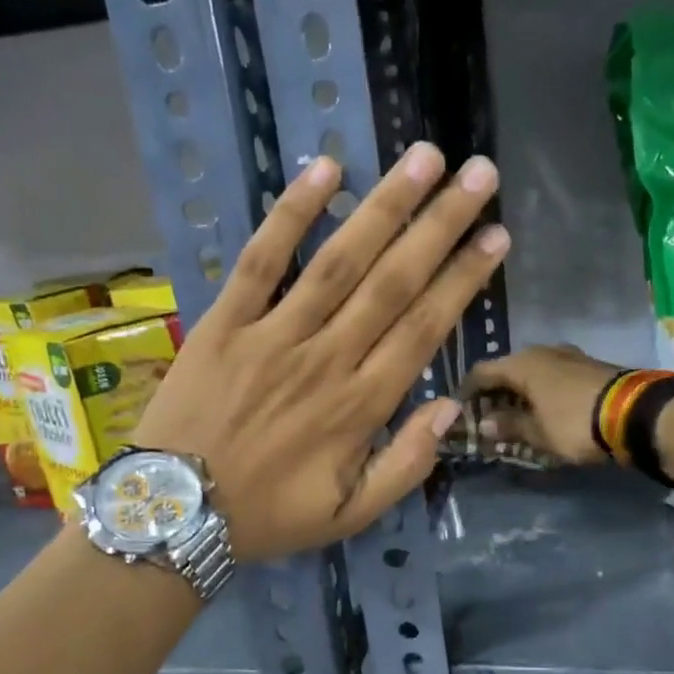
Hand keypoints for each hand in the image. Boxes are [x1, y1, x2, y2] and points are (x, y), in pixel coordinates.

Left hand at [134, 142, 506, 562]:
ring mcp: (273, 334)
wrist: (177, 513)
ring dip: (385, 207)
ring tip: (424, 158)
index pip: (425, 328)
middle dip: (441, 226)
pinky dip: (291, 214)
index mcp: (361, 406)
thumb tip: (450, 407)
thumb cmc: (270, 515)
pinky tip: (325, 170)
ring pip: (339, 261)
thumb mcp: (351, 515)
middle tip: (479, 174)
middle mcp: (327, 358)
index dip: (463, 279)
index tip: (496, 235)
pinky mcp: (225, 322)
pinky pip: (260, 260)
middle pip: (394, 282)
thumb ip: (407, 466)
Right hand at [464, 344, 625, 465]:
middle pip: (508, 369)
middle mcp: (542, 351)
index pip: (482, 371)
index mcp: (522, 364)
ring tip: (515, 414)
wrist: (635, 413)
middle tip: (487, 416)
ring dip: (520, 391)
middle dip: (495, 392)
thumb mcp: (538, 433)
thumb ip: (509, 426)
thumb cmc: (575, 422)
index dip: (468, 390)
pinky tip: (543, 408)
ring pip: (532, 371)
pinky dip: (542, 390)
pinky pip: (553, 375)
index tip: (461, 409)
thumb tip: (485, 423)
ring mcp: (568, 355)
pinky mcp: (588, 365)